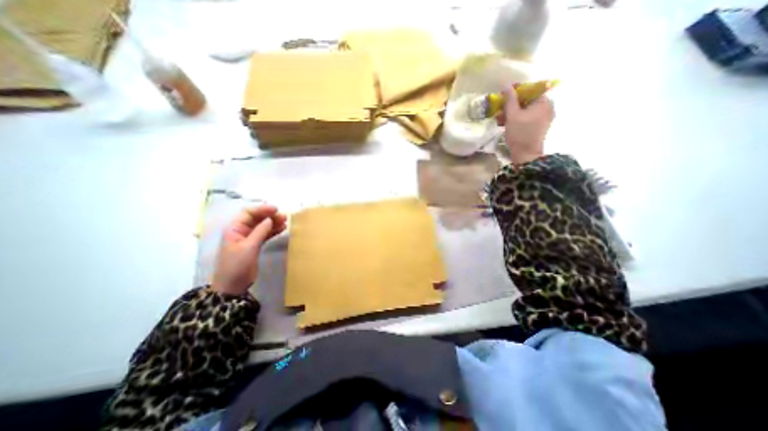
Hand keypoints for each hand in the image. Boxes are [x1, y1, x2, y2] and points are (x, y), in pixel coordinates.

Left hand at [208, 204, 287, 294]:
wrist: (233, 286)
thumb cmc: (237, 265)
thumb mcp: (248, 247)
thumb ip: (260, 231)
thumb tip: (270, 219)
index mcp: (234, 228)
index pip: (248, 213)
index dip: (262, 209)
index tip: (276, 209)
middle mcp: (241, 231)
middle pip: (257, 218)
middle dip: (270, 216)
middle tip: (284, 217)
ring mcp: (248, 238)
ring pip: (262, 226)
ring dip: (273, 223)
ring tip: (286, 222)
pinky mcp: (255, 245)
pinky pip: (265, 234)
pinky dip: (273, 231)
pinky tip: (282, 229)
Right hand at [495, 84, 555, 163]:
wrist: (526, 155)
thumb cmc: (519, 133)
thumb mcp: (512, 115)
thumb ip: (510, 99)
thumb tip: (506, 85)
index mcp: (544, 101)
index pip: (530, 89)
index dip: (516, 91)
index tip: (503, 95)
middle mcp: (547, 107)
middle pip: (528, 100)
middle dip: (512, 104)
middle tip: (499, 109)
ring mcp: (545, 117)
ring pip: (526, 109)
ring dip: (512, 112)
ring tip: (500, 118)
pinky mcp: (540, 126)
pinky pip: (528, 117)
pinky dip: (517, 118)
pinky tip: (506, 123)